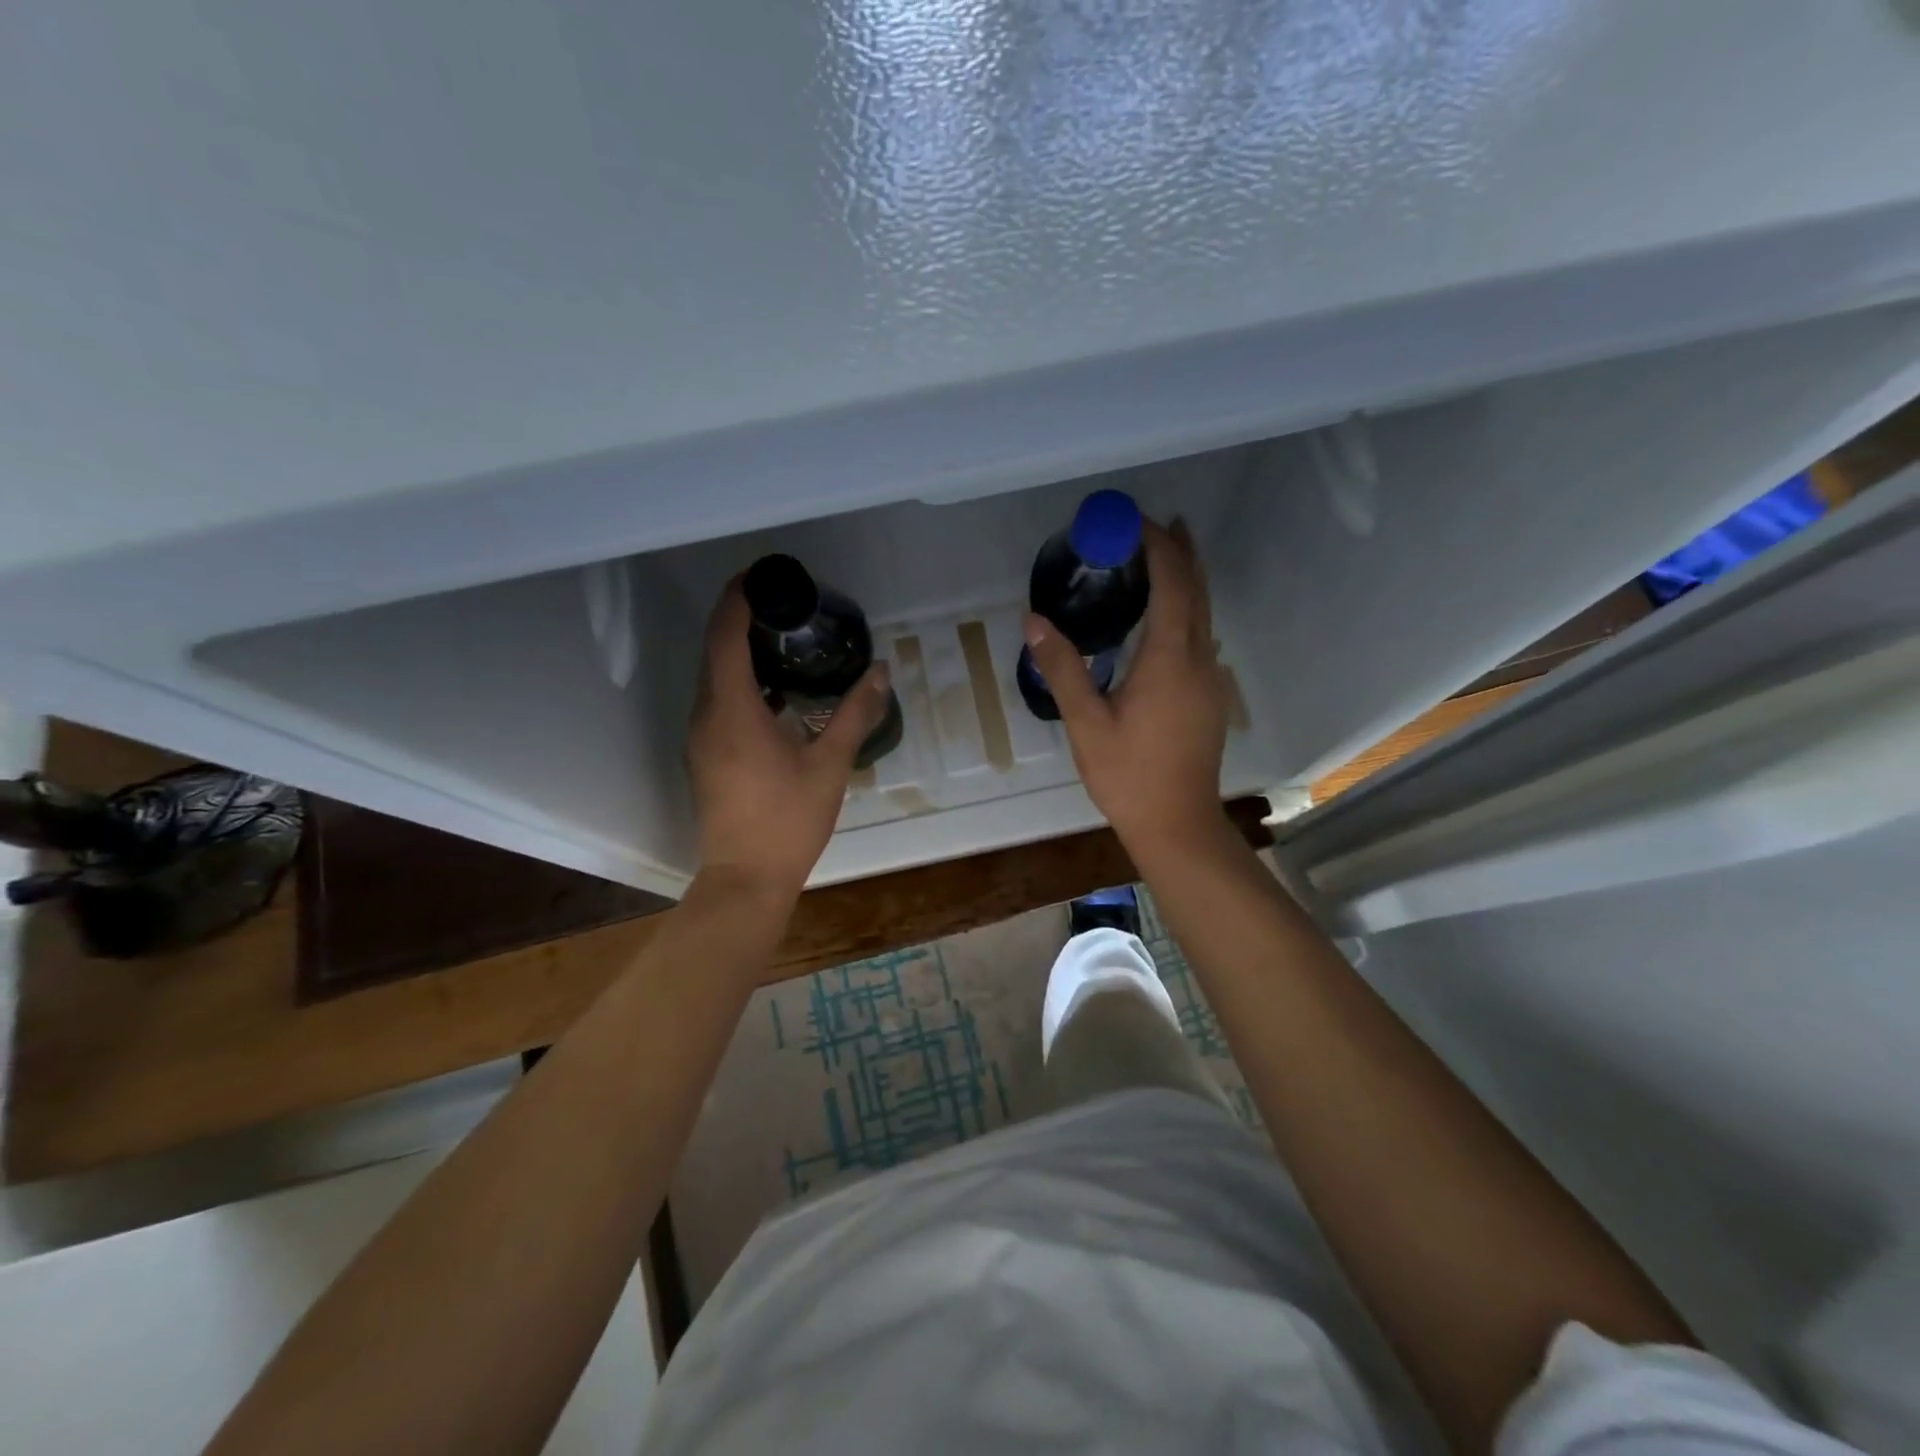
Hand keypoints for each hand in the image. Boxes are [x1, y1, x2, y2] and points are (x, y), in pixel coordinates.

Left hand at [688, 579, 891, 898]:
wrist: (746, 879)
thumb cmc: (788, 820)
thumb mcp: (830, 765)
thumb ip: (855, 713)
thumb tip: (880, 671)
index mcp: (732, 710)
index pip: (725, 636)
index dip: (737, 599)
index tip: (761, 576)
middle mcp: (706, 716)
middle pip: (714, 651)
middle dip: (740, 618)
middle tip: (782, 602)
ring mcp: (701, 738)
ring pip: (713, 677)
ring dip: (738, 651)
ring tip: (782, 637)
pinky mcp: (705, 756)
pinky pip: (717, 701)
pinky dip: (740, 682)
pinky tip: (776, 691)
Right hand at [1024, 518, 1230, 848]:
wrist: (1178, 824)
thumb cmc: (1128, 775)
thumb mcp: (1086, 723)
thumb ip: (1062, 668)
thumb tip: (1034, 621)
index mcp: (1169, 659)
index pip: (1172, 584)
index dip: (1158, 546)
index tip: (1135, 520)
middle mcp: (1200, 660)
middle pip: (1198, 591)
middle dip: (1181, 552)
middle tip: (1157, 524)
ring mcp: (1211, 679)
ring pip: (1205, 614)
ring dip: (1187, 580)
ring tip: (1164, 557)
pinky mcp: (1210, 697)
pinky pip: (1202, 636)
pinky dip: (1187, 610)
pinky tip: (1165, 620)